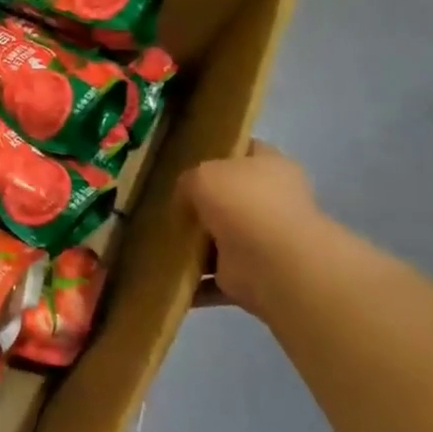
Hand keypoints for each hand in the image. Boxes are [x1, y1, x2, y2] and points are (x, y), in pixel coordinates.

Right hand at [182, 143, 325, 316]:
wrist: (274, 264)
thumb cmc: (244, 203)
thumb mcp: (203, 175)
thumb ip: (189, 180)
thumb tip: (185, 198)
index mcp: (270, 166)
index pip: (244, 150)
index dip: (217, 152)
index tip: (185, 159)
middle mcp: (272, 201)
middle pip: (231, 196)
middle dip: (202, 202)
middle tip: (166, 202)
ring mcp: (264, 241)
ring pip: (222, 238)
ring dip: (196, 244)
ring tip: (158, 240)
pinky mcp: (252, 276)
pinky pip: (214, 276)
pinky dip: (194, 280)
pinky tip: (165, 275)